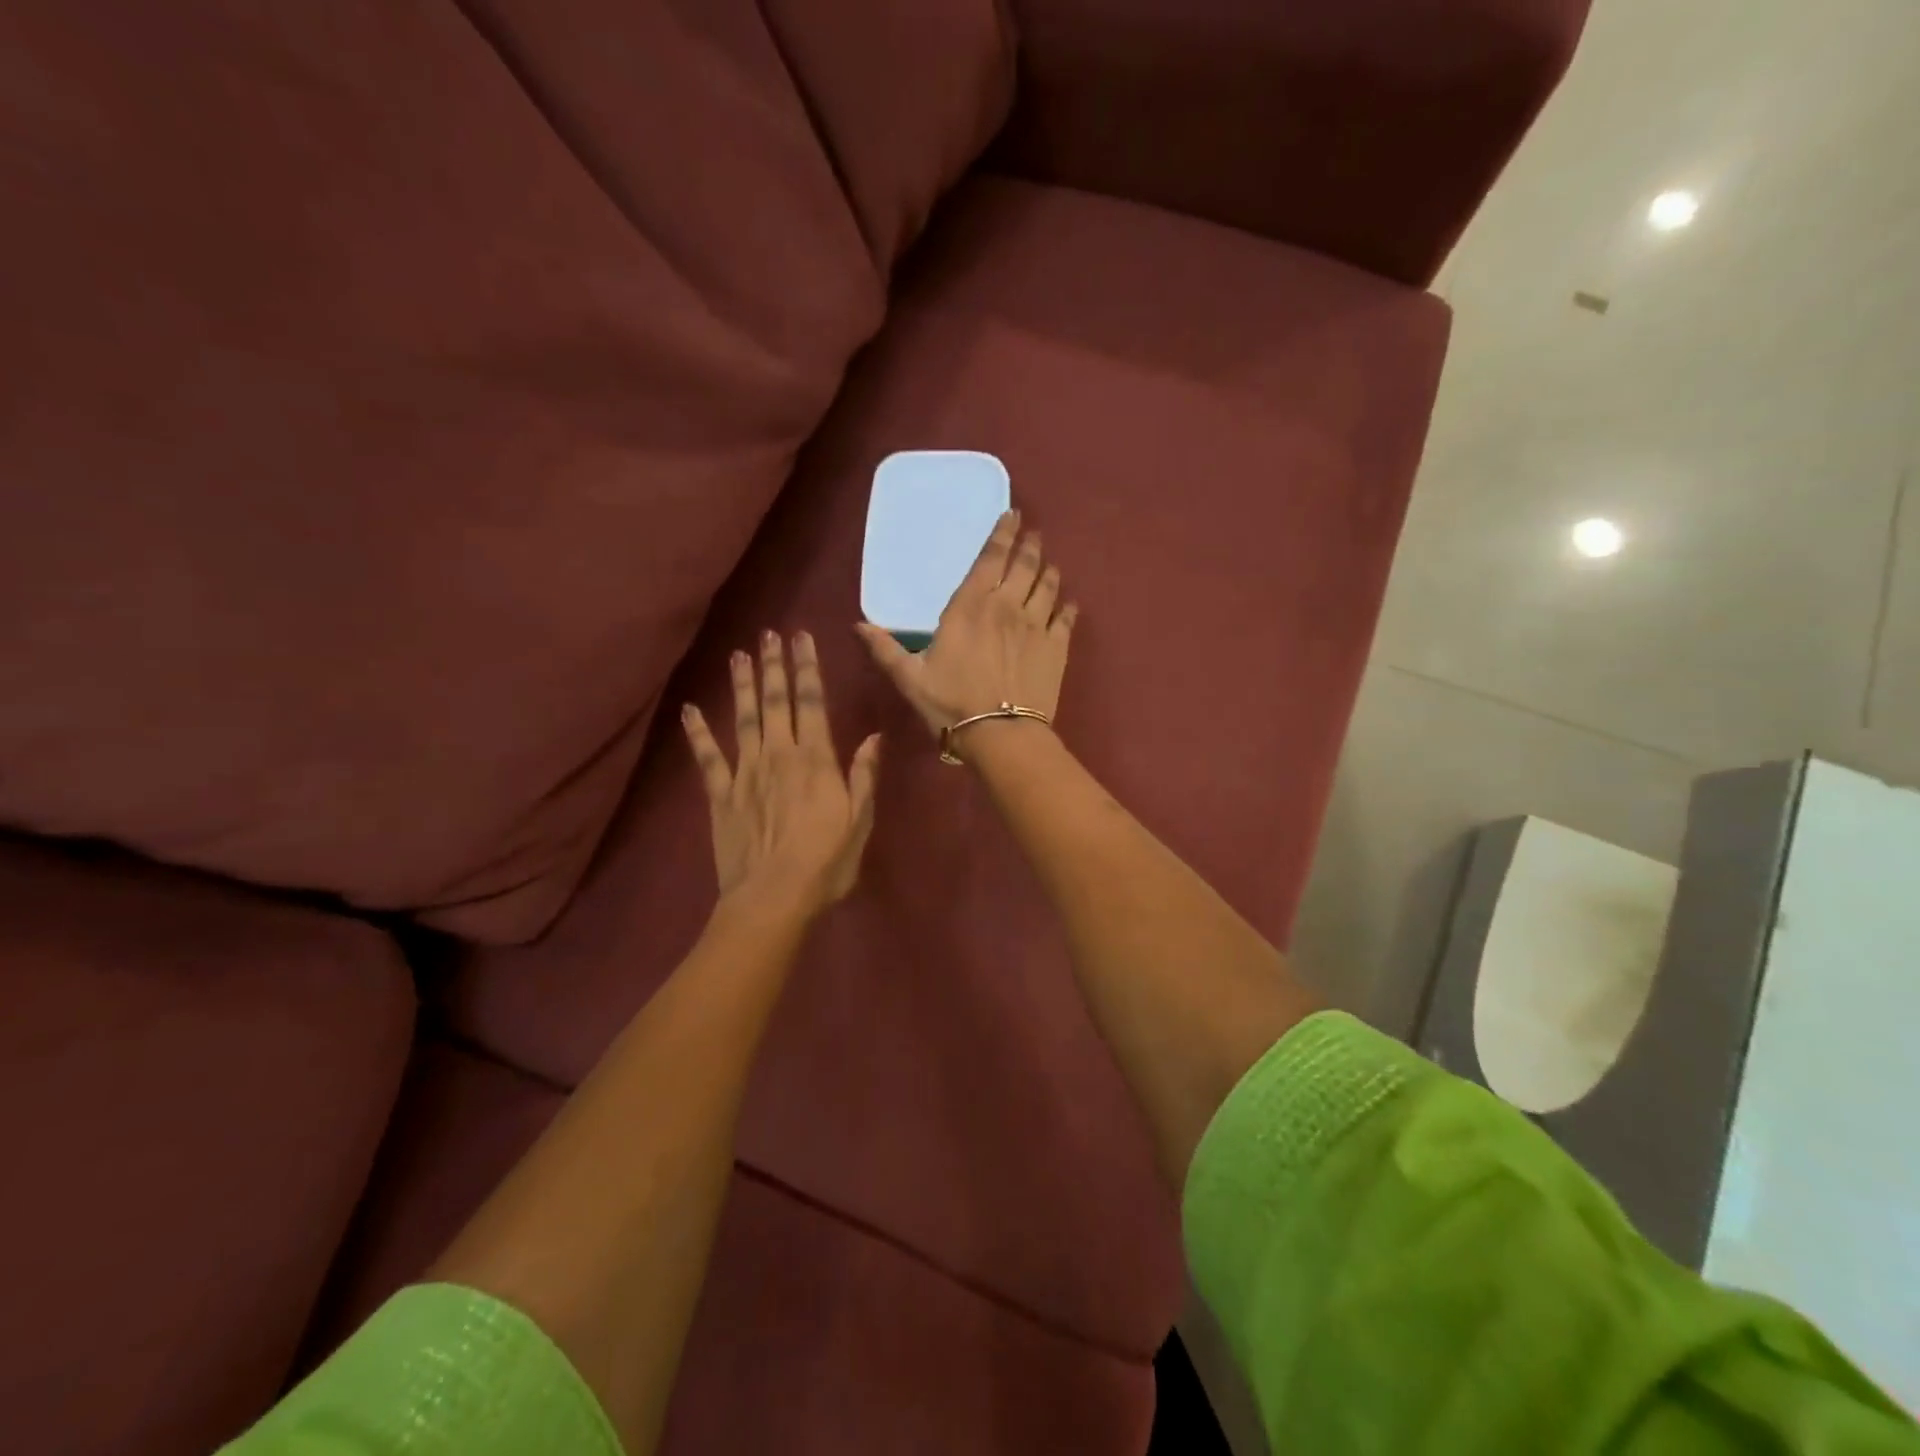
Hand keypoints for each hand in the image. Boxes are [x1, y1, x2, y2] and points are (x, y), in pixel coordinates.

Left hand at [682, 631, 880, 916]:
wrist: (773, 899)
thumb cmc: (826, 863)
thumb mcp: (859, 821)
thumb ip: (864, 776)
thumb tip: (874, 736)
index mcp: (816, 760)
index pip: (812, 703)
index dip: (806, 668)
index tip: (801, 638)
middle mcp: (780, 756)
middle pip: (776, 702)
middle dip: (773, 665)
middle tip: (768, 633)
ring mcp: (746, 773)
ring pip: (744, 719)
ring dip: (742, 686)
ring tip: (738, 655)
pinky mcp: (721, 795)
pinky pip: (708, 758)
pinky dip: (698, 732)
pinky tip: (690, 709)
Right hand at [856, 510, 1077, 742]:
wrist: (1000, 735)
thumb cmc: (951, 704)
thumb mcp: (909, 678)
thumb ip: (885, 649)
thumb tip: (857, 625)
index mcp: (970, 607)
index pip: (990, 560)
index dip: (1002, 534)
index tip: (1012, 515)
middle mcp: (1007, 607)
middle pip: (1023, 566)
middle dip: (1029, 545)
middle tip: (1034, 533)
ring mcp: (1036, 626)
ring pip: (1047, 587)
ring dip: (1048, 571)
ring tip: (1050, 564)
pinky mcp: (1056, 648)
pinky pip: (1065, 619)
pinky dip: (1068, 607)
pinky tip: (1069, 603)